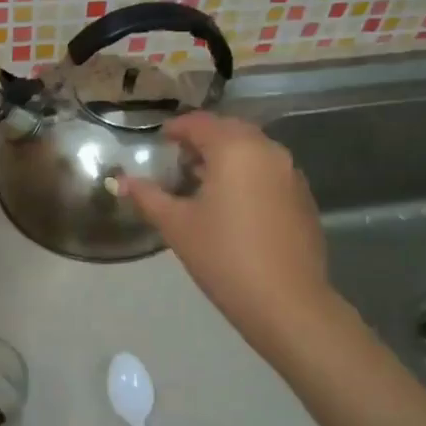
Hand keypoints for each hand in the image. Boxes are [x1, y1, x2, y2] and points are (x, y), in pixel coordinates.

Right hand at [122, 113, 336, 353]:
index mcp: (235, 149)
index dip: (176, 128)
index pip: (201, 123)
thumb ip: (148, 196)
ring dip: (227, 157)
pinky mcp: (303, 198)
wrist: (286, 302)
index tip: (159, 140)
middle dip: (203, 140)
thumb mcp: (177, 225)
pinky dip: (248, 175)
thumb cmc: (224, 257)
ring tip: (203, 183)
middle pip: (230, 130)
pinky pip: (270, 172)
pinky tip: (234, 205)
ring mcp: (291, 174)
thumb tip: (121, 181)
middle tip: (179, 160)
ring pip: (253, 151)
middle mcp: (268, 151)